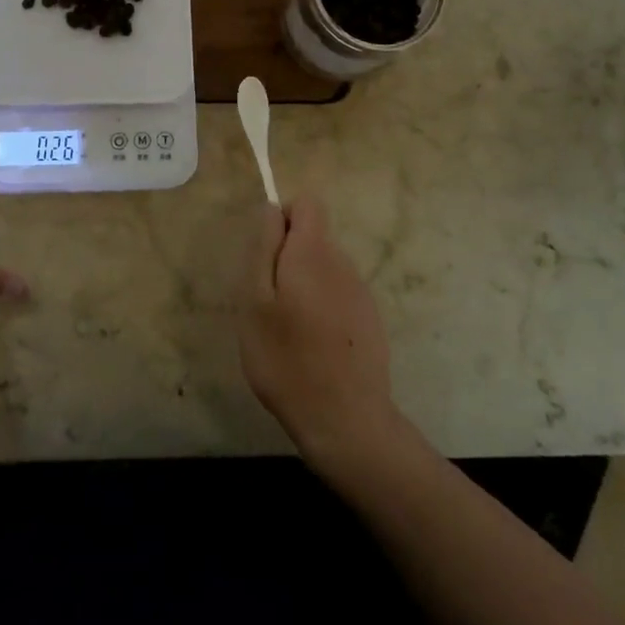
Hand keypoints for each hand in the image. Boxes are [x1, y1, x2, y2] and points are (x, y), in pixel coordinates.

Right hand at [237, 196, 396, 463]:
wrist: (345, 421)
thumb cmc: (287, 358)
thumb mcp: (255, 300)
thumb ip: (263, 248)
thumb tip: (271, 210)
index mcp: (314, 252)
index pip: (307, 204)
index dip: (282, 218)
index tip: (266, 256)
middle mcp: (343, 263)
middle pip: (313, 237)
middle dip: (286, 258)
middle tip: (267, 303)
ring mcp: (361, 293)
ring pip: (323, 269)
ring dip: (302, 286)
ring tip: (287, 330)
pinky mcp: (369, 321)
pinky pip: (337, 296)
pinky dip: (321, 309)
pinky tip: (311, 348)